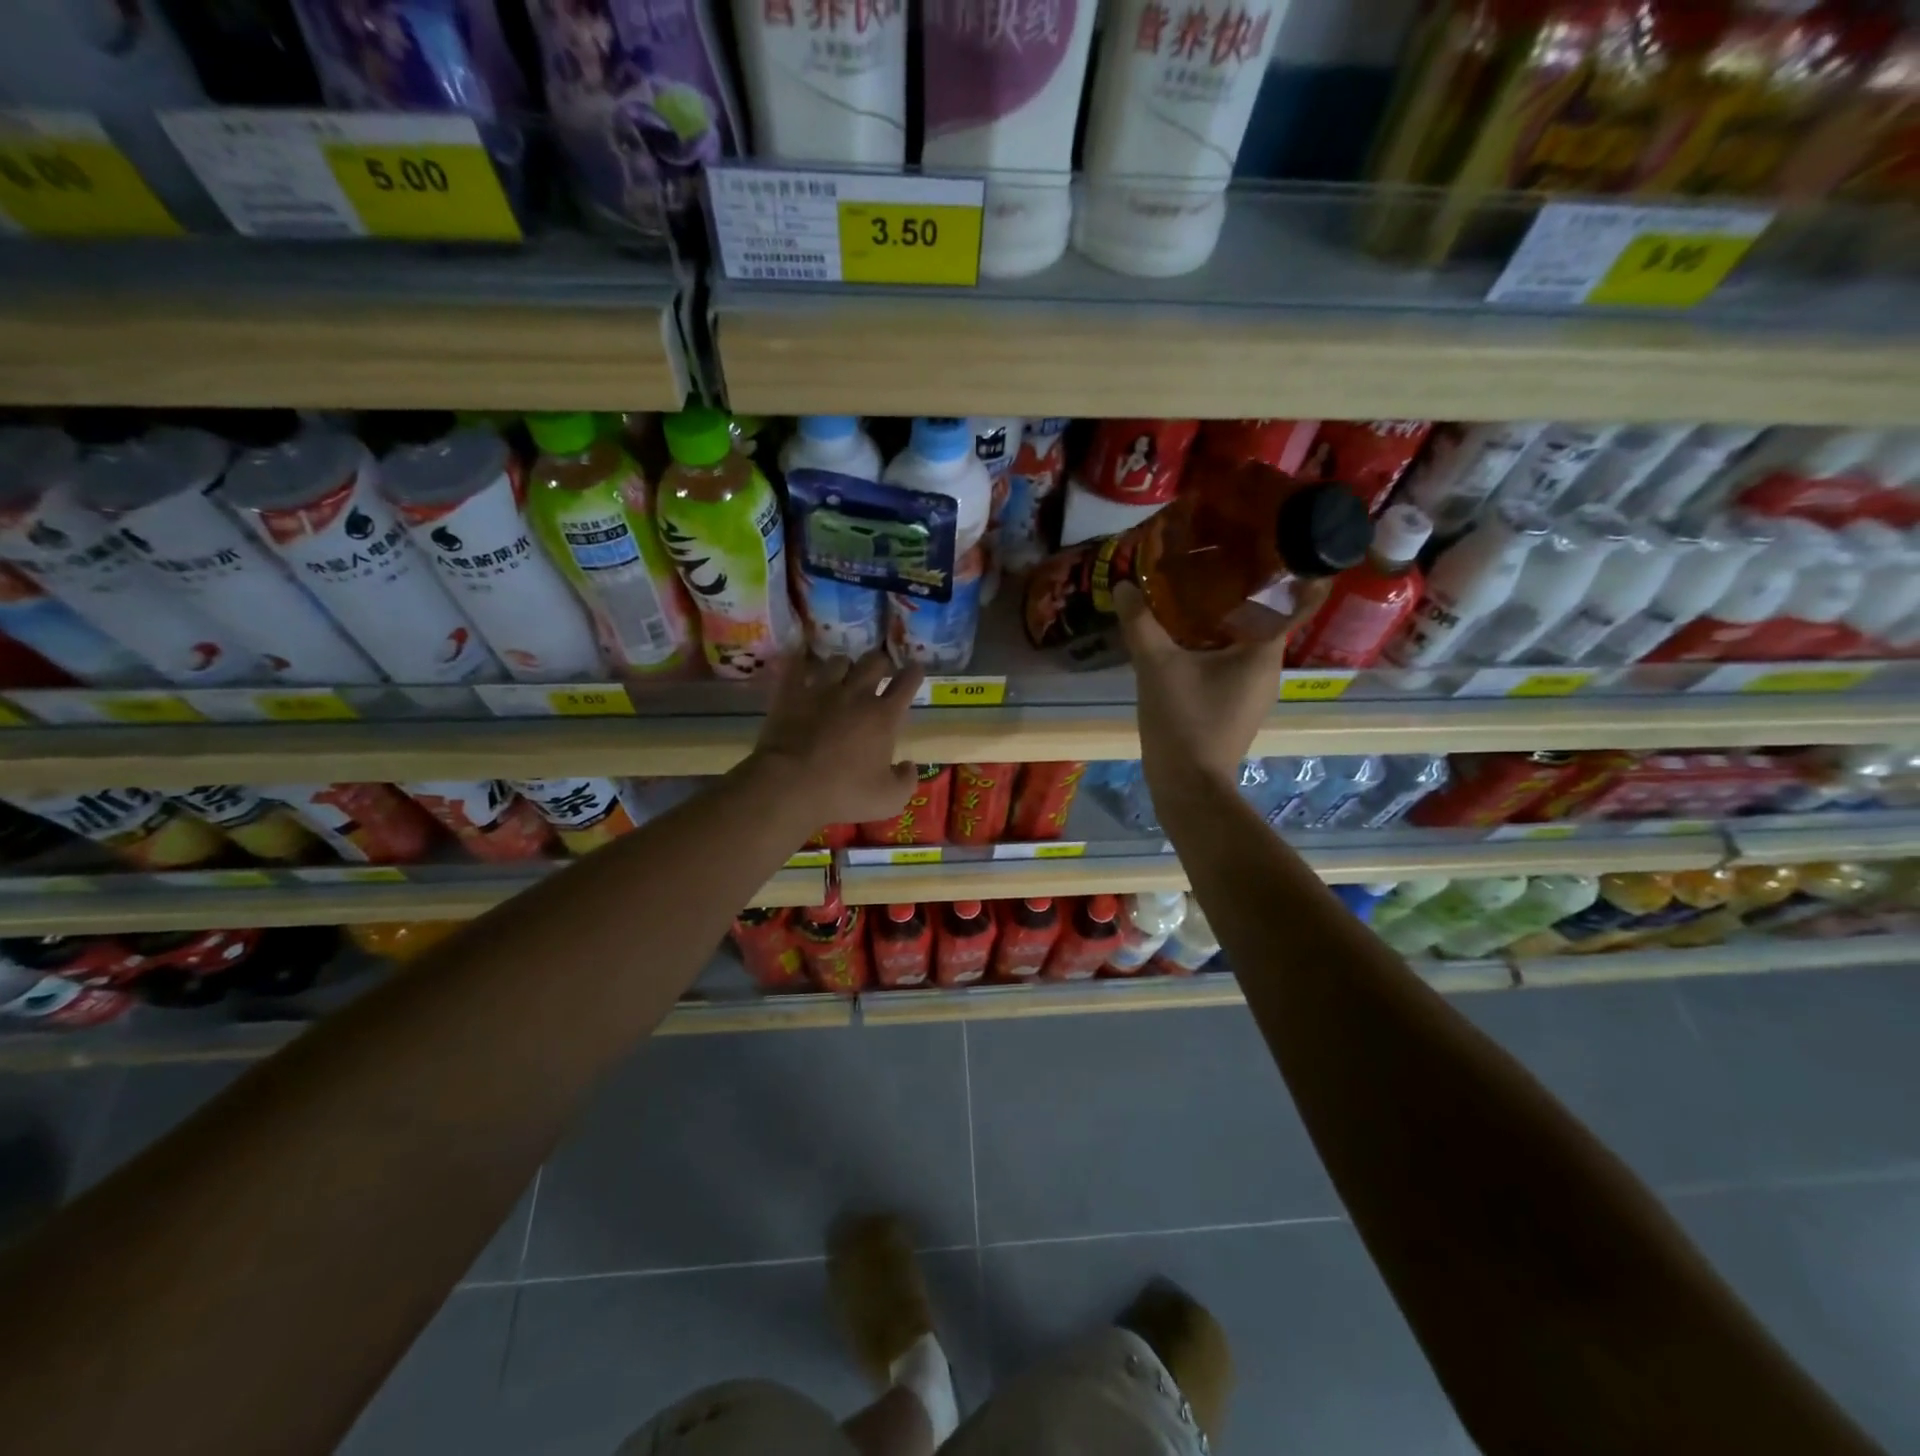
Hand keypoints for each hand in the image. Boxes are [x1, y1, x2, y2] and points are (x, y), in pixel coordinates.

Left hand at [750, 649, 924, 825]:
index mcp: (884, 716)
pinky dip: (800, 661)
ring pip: (839, 661)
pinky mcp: (791, 693)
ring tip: (843, 672)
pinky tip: (800, 658)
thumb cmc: (844, 792)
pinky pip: (796, 667)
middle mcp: (856, 694)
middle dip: (881, 662)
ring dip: (845, 665)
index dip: (914, 673)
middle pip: (874, 661)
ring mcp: (821, 690)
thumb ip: (906, 781)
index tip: (916, 668)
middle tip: (881, 669)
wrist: (790, 784)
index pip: (906, 683)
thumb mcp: (889, 799)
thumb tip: (909, 765)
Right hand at [1116, 580, 1324, 789]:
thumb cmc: (1183, 721)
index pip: (1293, 601)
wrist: (1188, 786)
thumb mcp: (1156, 666)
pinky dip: (1212, 647)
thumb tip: (1126, 584)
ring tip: (1190, 594)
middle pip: (1261, 618)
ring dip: (1221, 621)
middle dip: (1237, 592)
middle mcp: (1269, 669)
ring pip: (1242, 643)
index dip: (1283, 572)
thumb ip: (1141, 623)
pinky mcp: (1235, 708)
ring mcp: (1253, 692)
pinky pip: (1229, 664)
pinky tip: (1181, 640)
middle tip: (1208, 562)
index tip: (1263, 545)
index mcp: (1264, 652)